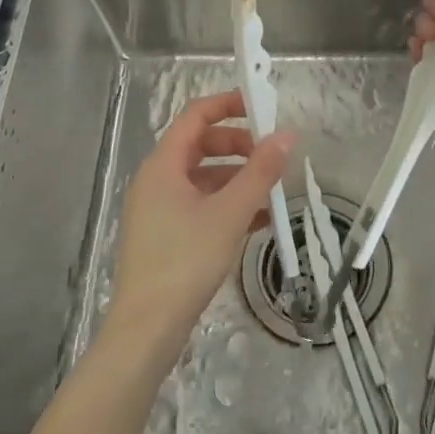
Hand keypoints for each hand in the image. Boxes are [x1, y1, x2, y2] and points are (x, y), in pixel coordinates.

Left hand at [107, 90, 293, 359]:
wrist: (147, 328)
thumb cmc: (186, 261)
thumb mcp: (230, 213)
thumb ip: (260, 172)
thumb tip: (286, 135)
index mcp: (163, 166)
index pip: (195, 116)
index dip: (228, 104)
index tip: (262, 108)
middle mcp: (157, 181)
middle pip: (200, 146)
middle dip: (239, 145)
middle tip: (272, 155)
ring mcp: (158, 210)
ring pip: (203, 178)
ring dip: (238, 178)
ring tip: (273, 191)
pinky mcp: (165, 236)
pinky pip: (200, 205)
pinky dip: (228, 205)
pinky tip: (259, 220)